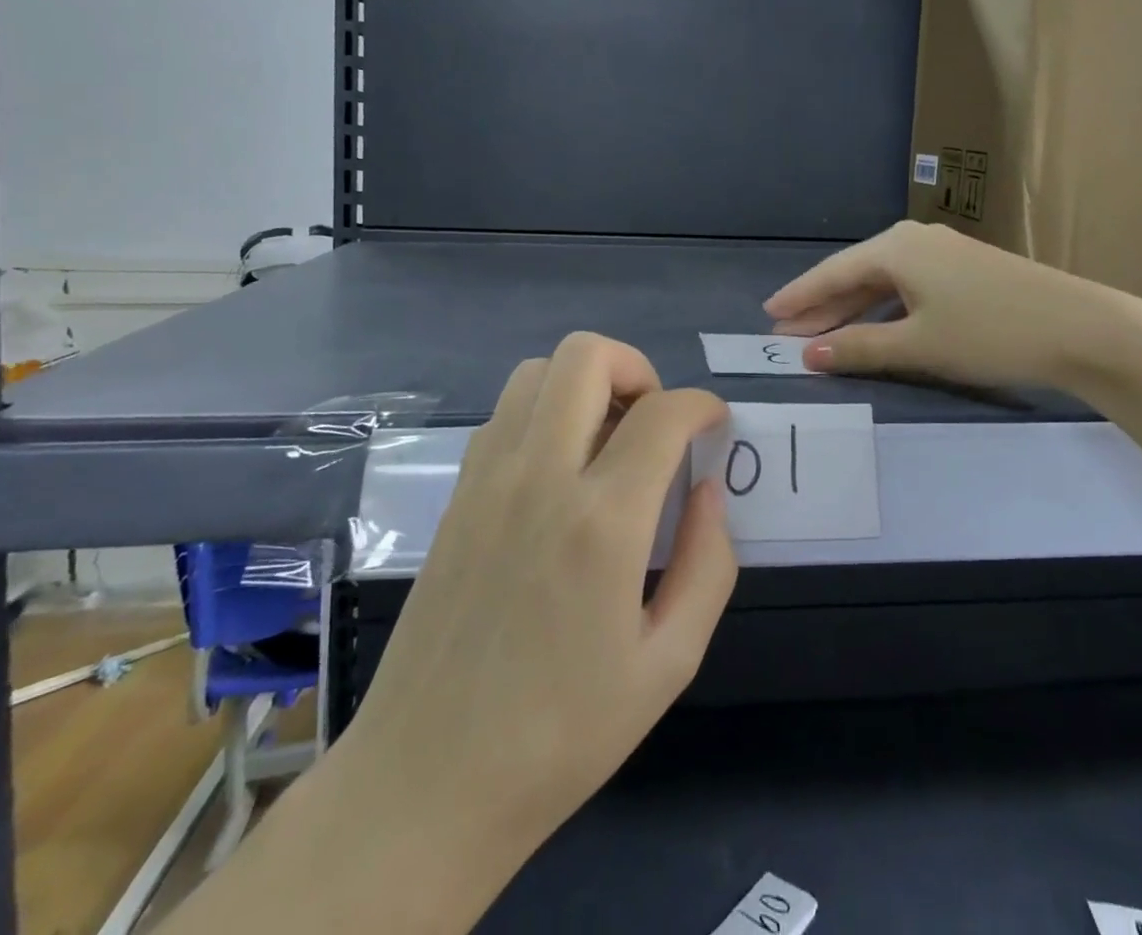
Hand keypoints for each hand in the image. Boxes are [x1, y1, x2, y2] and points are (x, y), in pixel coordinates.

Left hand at [343, 333, 735, 878]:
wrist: (427, 784)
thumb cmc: (562, 735)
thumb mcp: (669, 663)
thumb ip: (708, 564)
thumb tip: (707, 490)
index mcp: (602, 522)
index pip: (663, 413)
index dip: (701, 405)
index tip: (713, 424)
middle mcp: (540, 478)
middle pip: (587, 356)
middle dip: (637, 368)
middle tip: (655, 422)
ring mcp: (488, 480)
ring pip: (538, 371)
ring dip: (584, 384)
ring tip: (608, 440)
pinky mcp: (457, 495)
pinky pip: (505, 414)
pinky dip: (544, 411)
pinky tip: (559, 469)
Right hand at [765, 220, 1141, 391]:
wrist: (1081, 327)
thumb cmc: (989, 332)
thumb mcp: (918, 345)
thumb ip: (858, 347)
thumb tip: (808, 355)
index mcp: (896, 248)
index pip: (832, 273)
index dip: (799, 297)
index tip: (768, 316)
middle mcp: (914, 240)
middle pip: (855, 275)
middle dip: (821, 307)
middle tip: (787, 335)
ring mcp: (942, 252)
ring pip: (882, 282)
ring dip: (852, 311)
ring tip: (821, 337)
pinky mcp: (964, 269)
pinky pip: (907, 286)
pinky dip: (883, 309)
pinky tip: (875, 328)